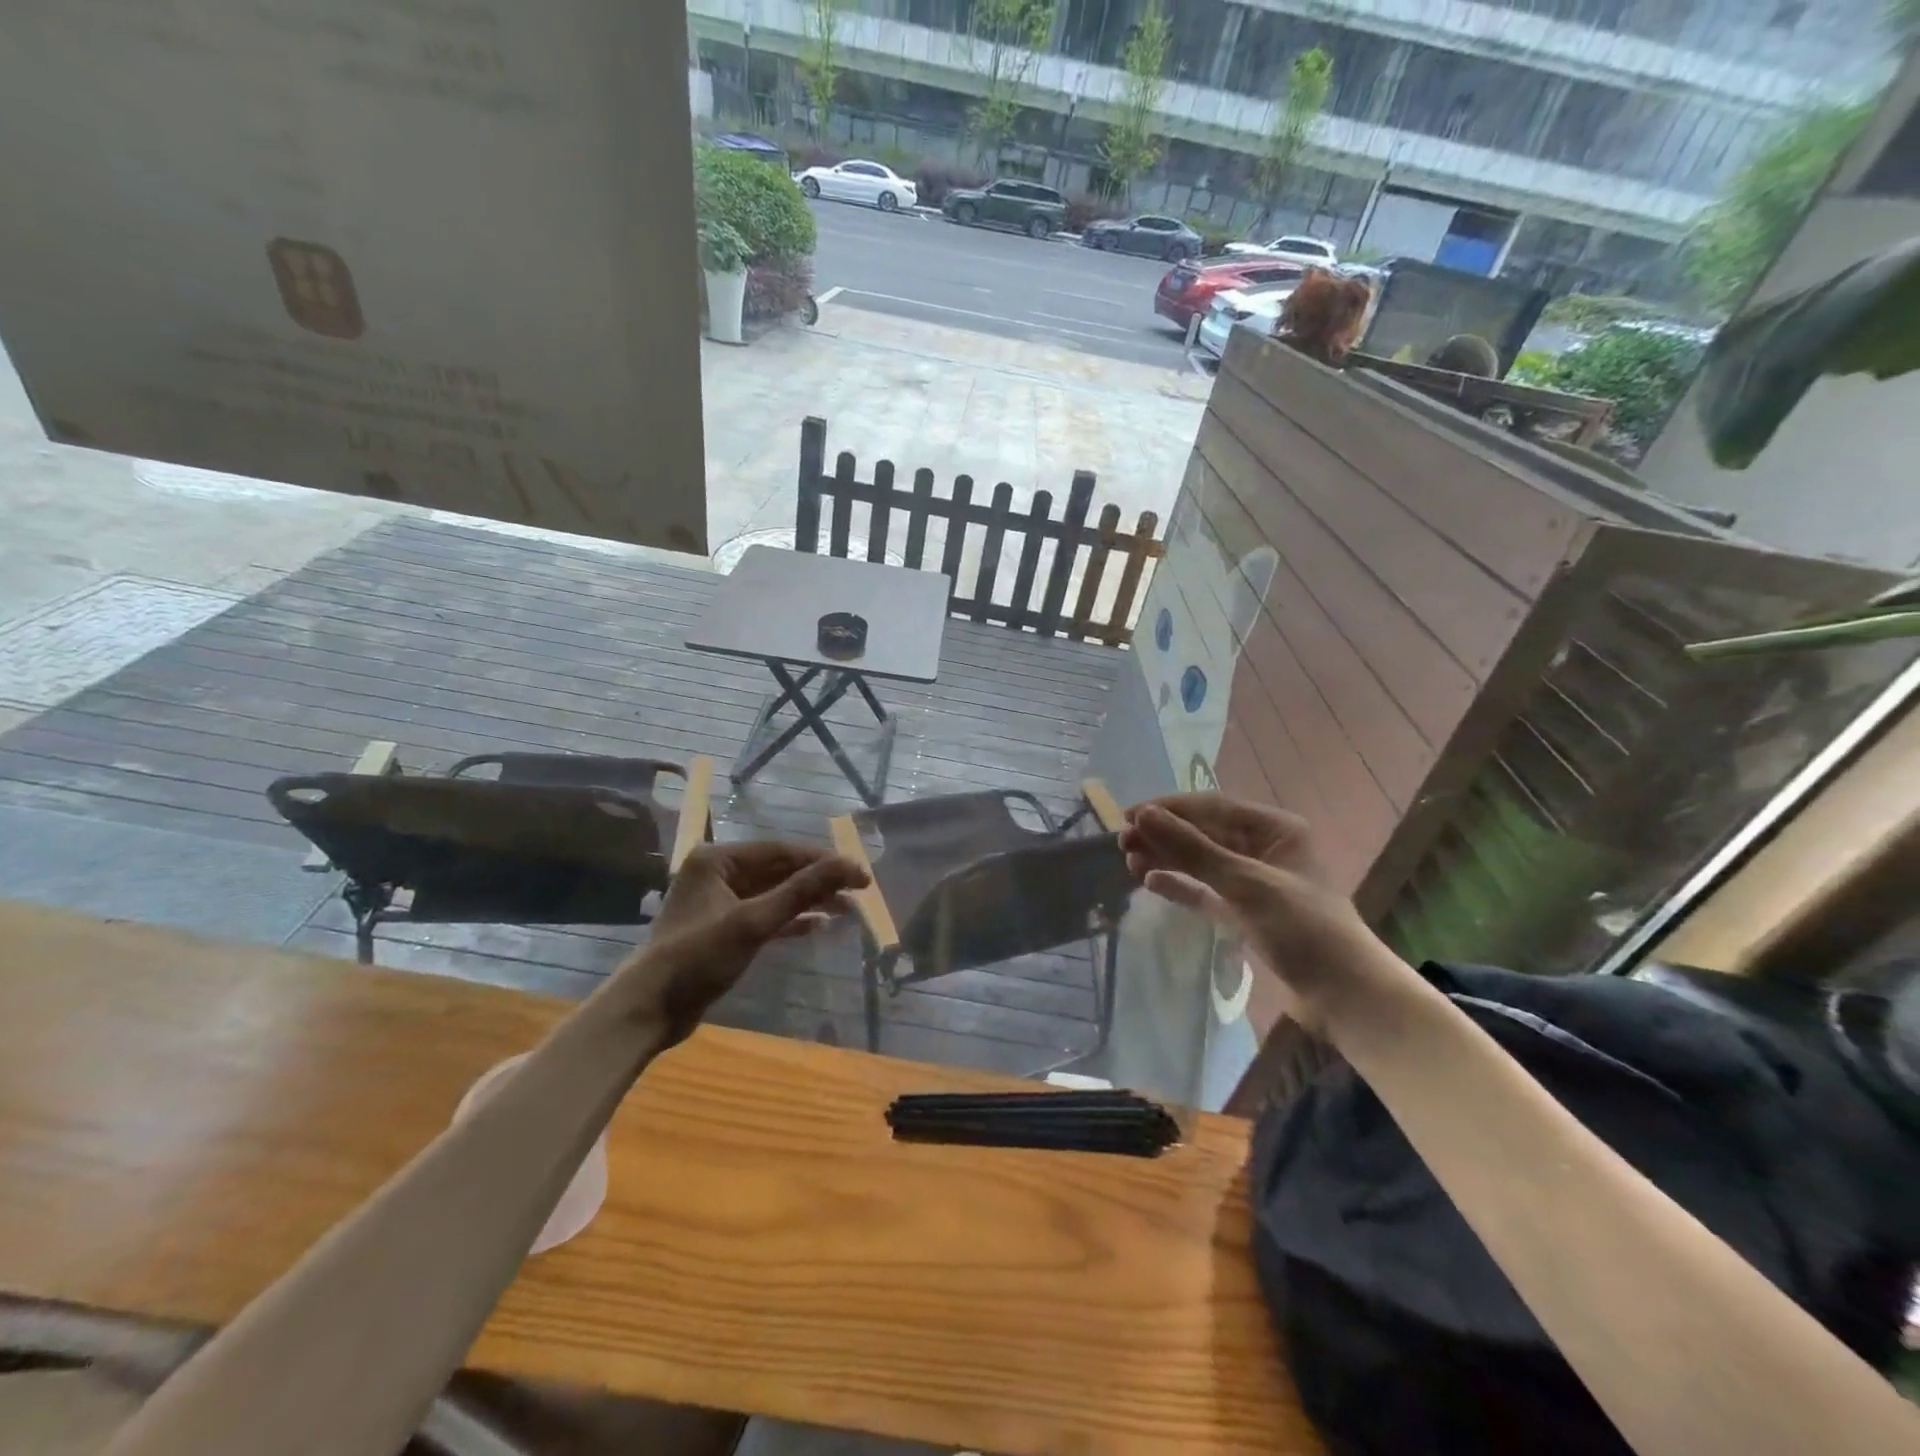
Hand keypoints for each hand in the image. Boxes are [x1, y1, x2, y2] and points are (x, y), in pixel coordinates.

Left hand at [617, 841, 868, 1041]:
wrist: (650, 1010)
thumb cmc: (698, 957)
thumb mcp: (753, 922)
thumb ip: (802, 891)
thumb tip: (849, 864)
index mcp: (717, 859)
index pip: (781, 851)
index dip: (823, 861)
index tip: (859, 873)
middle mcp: (718, 873)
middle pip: (780, 871)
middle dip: (818, 881)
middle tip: (858, 891)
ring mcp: (720, 902)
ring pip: (775, 893)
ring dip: (809, 901)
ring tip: (848, 909)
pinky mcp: (725, 929)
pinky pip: (766, 915)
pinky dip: (792, 920)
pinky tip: (820, 926)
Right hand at [1119, 795, 1378, 1023]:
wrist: (1344, 996)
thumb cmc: (1301, 928)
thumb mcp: (1245, 883)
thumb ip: (1192, 849)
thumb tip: (1143, 815)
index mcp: (1275, 829)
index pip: (1212, 807)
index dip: (1168, 809)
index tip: (1128, 817)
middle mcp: (1264, 848)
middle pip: (1203, 832)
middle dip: (1163, 835)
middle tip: (1121, 843)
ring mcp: (1254, 882)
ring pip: (1201, 861)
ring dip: (1167, 858)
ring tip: (1130, 862)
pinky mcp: (1246, 912)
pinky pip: (1205, 890)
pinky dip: (1180, 885)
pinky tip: (1151, 882)